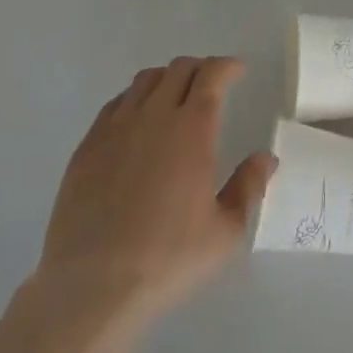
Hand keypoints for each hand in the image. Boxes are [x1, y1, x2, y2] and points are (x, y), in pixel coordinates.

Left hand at [38, 56, 276, 325]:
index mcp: (193, 127)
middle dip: (200, 69)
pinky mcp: (87, 147)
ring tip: (174, 98)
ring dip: (167, 79)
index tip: (238, 71)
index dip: (228, 66)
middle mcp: (155, 114)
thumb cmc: (168, 258)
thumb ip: (249, 187)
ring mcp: (116, 128)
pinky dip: (134, 100)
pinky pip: (115, 105)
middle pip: (179, 69)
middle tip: (210, 85)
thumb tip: (265, 158)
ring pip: (145, 80)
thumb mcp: (225, 232)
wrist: (92, 287)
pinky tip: (137, 123)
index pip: (212, 74)